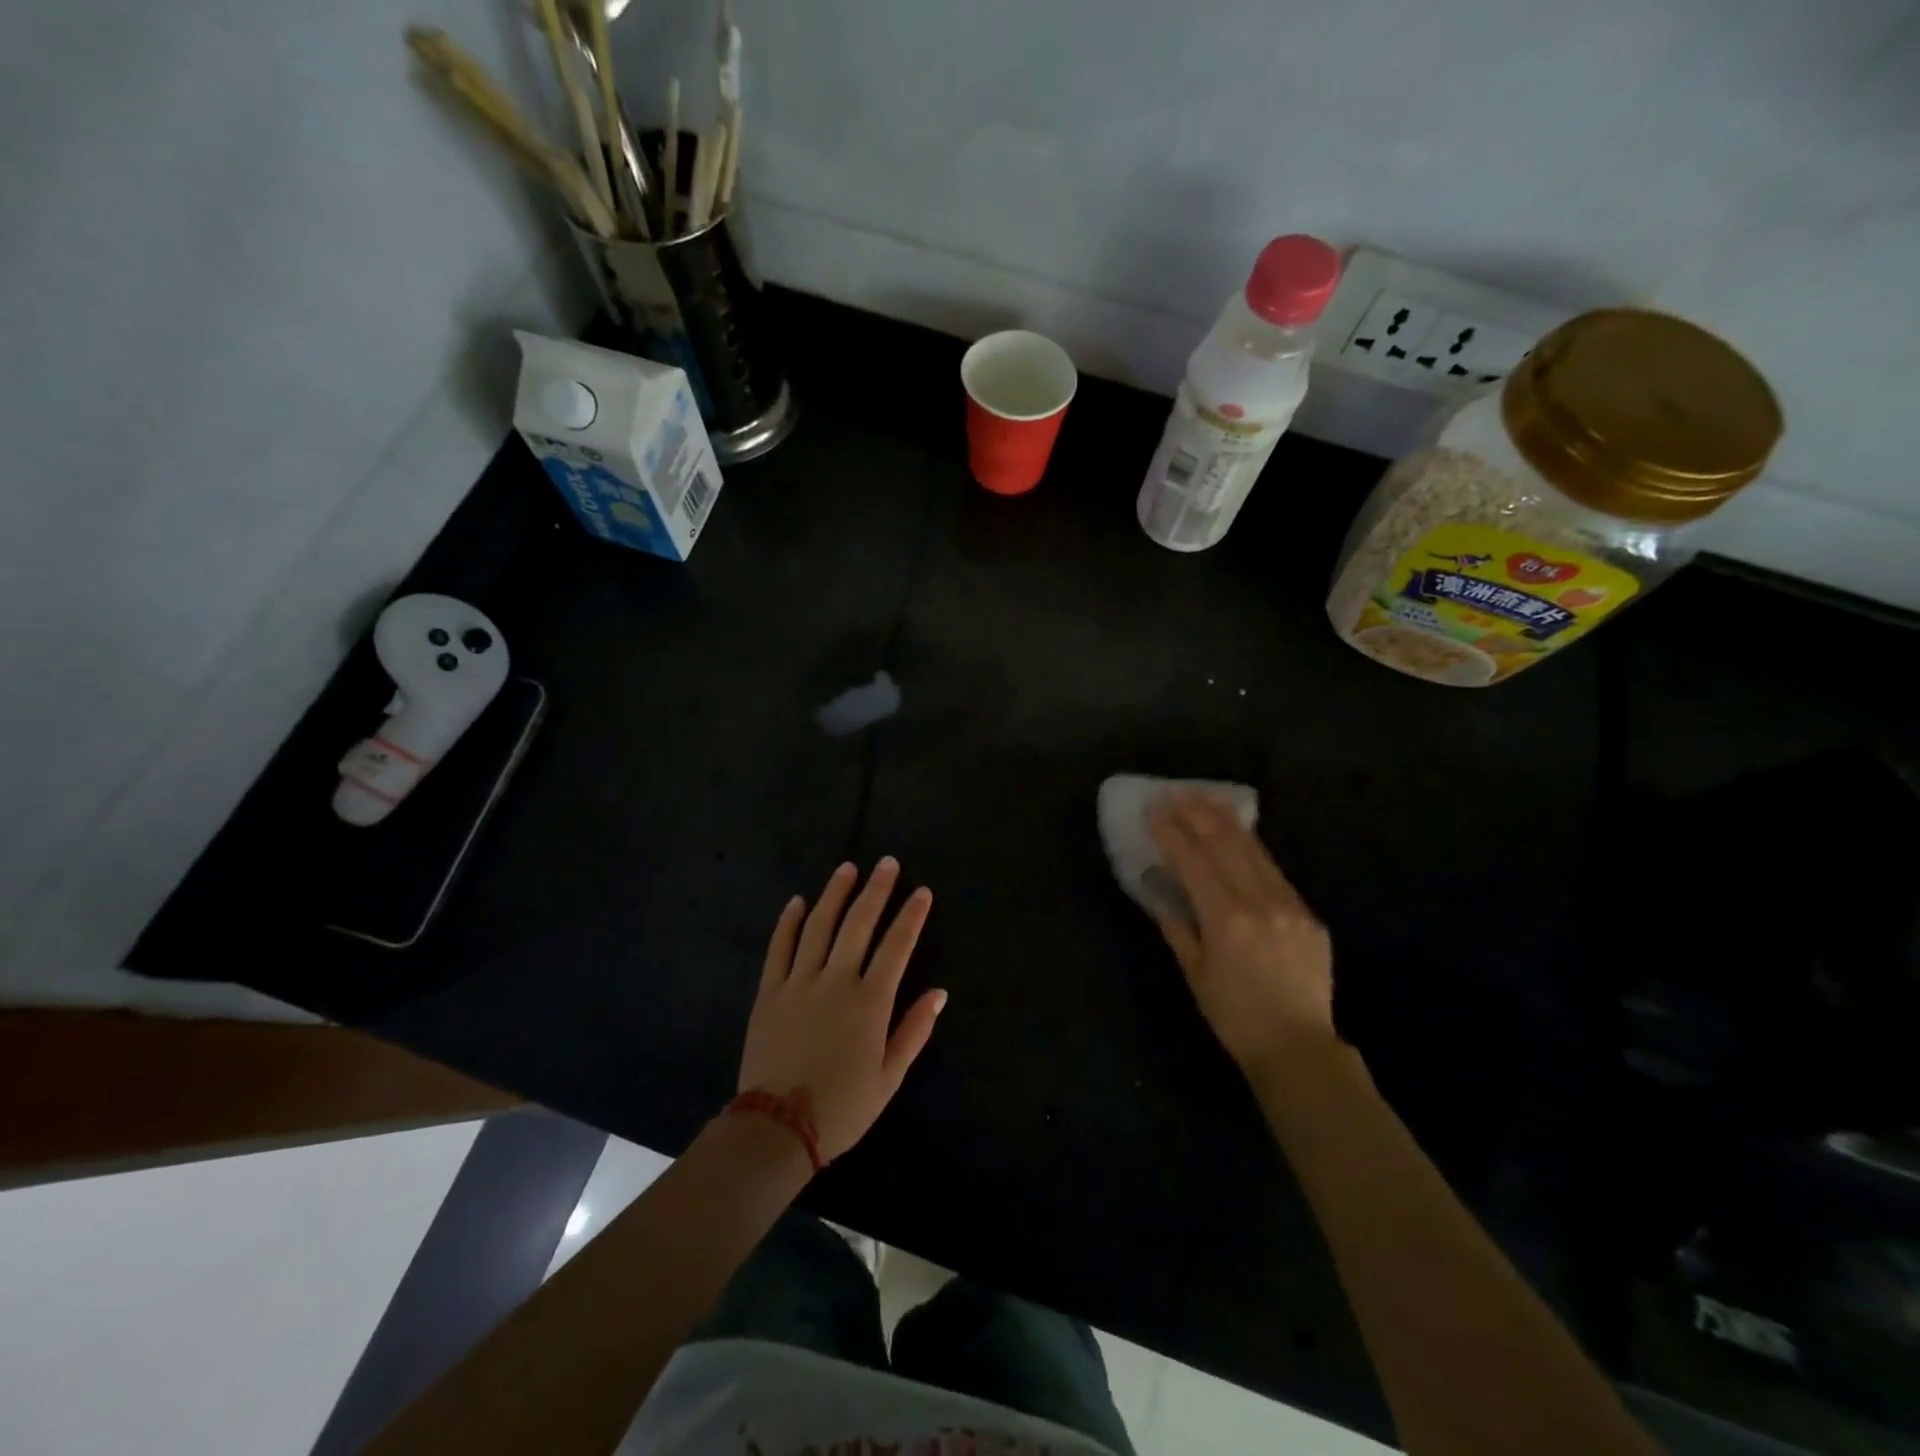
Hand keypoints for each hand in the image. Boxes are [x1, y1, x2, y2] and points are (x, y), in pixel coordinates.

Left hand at [738, 858, 946, 1162]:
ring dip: (835, 894)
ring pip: (819, 925)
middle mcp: (836, 980)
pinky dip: (788, 922)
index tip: (922, 891)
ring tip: (847, 868)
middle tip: (887, 862)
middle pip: (858, 924)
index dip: (911, 916)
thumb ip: (914, 1031)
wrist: (776, 1129)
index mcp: (870, 1001)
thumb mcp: (888, 1078)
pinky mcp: (769, 992)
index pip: (897, 946)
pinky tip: (797, 902)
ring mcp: (799, 982)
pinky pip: (779, 948)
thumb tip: (939, 993)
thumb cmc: (842, 1108)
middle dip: (876, 890)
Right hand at [1146, 793, 1335, 1077]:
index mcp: (1226, 919)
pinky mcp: (1308, 915)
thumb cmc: (1234, 1016)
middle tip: (1177, 793)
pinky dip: (1253, 849)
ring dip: (1227, 822)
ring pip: (1255, 851)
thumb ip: (1177, 927)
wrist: (1298, 1047)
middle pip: (1226, 845)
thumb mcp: (1194, 974)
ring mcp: (1289, 905)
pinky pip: (1275, 872)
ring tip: (1206, 799)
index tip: (1154, 810)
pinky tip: (1241, 837)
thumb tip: (1159, 892)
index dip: (1172, 832)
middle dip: (1198, 814)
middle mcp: (1259, 903)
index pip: (1193, 861)